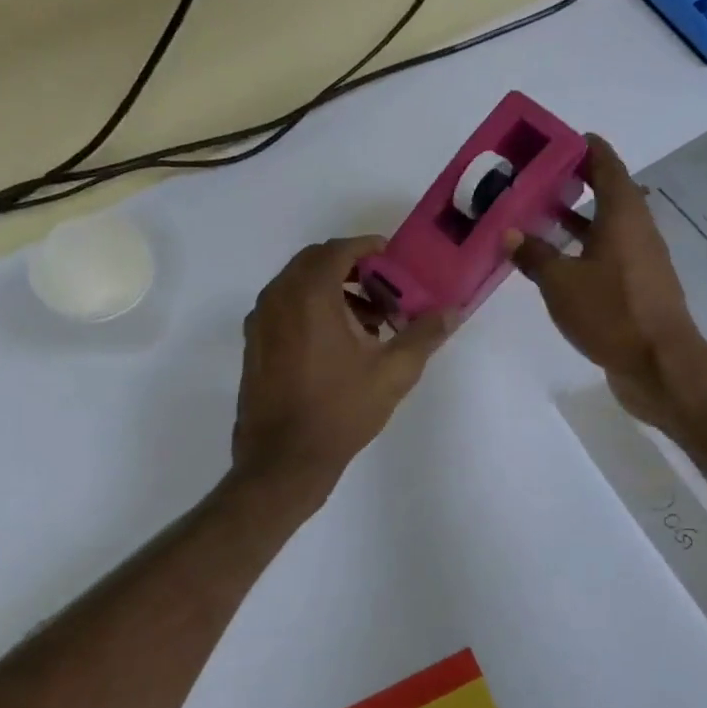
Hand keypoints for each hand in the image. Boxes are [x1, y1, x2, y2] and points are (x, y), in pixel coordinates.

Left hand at [232, 236, 454, 502]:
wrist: (283, 460)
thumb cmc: (340, 412)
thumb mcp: (393, 373)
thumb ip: (424, 335)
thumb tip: (453, 311)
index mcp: (309, 295)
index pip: (337, 249)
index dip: (366, 246)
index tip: (391, 256)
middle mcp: (277, 298)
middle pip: (314, 262)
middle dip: (350, 267)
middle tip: (383, 289)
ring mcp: (260, 321)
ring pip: (297, 285)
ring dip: (331, 289)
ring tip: (367, 322)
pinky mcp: (253, 344)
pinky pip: (284, 307)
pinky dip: (310, 308)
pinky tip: (337, 343)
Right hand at [506, 135, 706, 427]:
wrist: (659, 365)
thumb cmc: (611, 313)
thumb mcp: (561, 283)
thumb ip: (535, 255)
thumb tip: (511, 233)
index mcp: (623, 214)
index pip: (606, 164)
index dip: (583, 148)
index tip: (555, 141)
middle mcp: (637, 229)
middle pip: (606, 193)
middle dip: (572, 183)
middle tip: (533, 181)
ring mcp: (640, 259)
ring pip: (605, 226)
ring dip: (575, 219)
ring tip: (536, 217)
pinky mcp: (638, 287)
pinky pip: (606, 254)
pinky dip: (582, 249)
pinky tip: (555, 263)